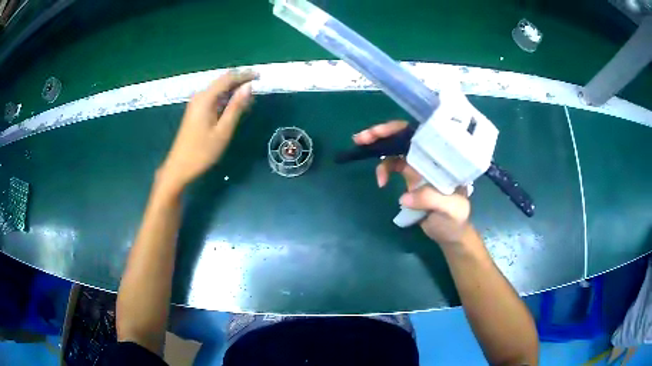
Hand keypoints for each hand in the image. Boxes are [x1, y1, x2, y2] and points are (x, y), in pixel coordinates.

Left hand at [158, 70, 256, 191]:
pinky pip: (214, 98)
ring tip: (250, 95)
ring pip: (218, 90)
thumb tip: (249, 87)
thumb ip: (236, 107)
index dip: (244, 75)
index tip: (260, 75)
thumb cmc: (202, 152)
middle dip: (240, 80)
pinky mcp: (196, 112)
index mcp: (205, 99)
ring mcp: (196, 104)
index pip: (228, 78)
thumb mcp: (223, 130)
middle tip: (258, 84)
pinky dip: (226, 98)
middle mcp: (200, 96)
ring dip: (234, 90)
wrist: (179, 167)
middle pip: (222, 81)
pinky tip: (235, 105)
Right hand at [353, 121, 471, 245]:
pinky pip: (393, 164)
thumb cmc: (455, 219)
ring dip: (378, 147)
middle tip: (360, 138)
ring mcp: (419, 165)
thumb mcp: (450, 209)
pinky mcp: (411, 176)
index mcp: (441, 158)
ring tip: (361, 152)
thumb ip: (431, 199)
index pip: (421, 134)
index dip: (400, 130)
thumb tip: (404, 196)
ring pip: (396, 148)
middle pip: (404, 137)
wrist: (449, 232)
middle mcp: (430, 157)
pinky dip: (383, 169)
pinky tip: (381, 183)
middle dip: (382, 134)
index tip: (382, 132)